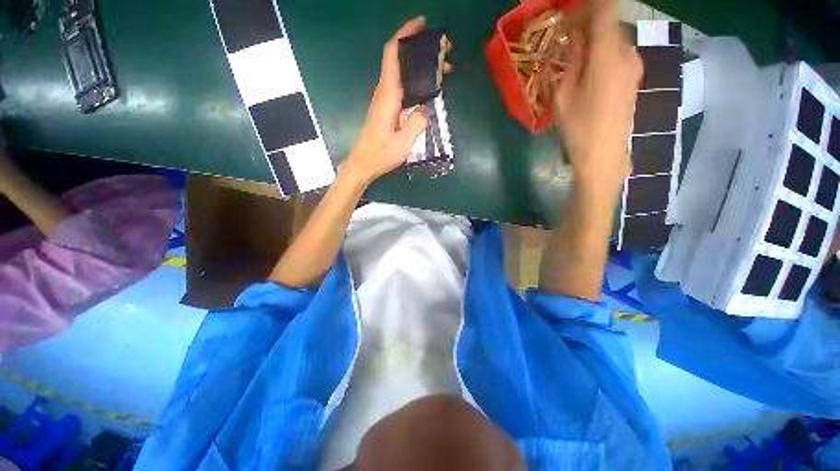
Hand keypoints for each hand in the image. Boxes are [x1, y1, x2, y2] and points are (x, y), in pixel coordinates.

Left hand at [344, 16, 449, 185]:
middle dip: (420, 49)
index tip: (422, 24)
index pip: (392, 54)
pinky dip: (417, 80)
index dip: (405, 34)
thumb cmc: (380, 155)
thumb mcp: (402, 144)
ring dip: (421, 66)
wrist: (364, 164)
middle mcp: (385, 92)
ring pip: (402, 72)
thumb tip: (426, 109)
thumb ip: (416, 124)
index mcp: (387, 96)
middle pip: (399, 59)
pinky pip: (403, 86)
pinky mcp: (388, 107)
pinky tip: (430, 87)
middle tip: (444, 52)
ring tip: (444, 69)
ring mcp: (385, 99)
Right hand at [553, 0, 642, 193]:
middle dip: (588, 22)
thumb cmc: (579, 130)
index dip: (592, 2)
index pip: (607, 8)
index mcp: (608, 56)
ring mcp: (634, 66)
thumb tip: (575, 37)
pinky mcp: (634, 78)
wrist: (604, 157)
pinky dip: (603, 52)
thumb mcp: (564, 96)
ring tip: (574, 55)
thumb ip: (571, 61)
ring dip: (595, 39)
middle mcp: (627, 54)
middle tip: (566, 35)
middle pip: (610, 24)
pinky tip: (588, 69)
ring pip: (614, 39)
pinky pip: (618, 54)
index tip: (572, 8)